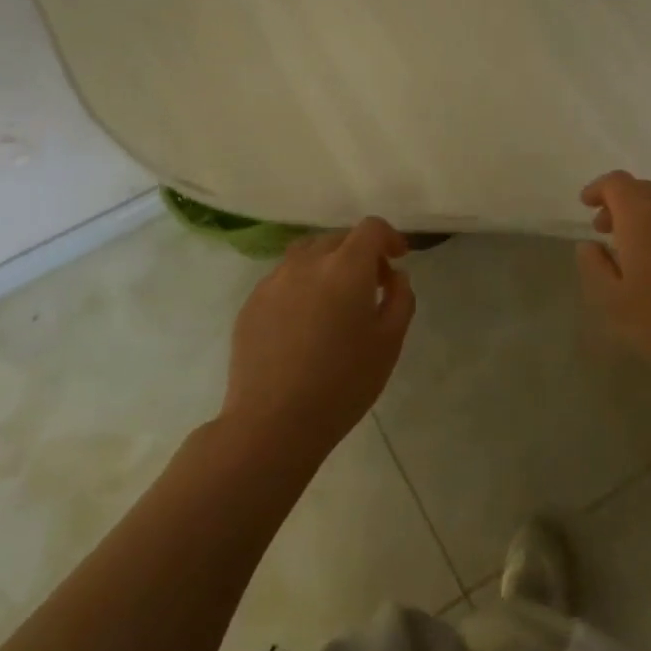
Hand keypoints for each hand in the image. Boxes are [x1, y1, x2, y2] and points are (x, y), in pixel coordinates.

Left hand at [225, 218, 415, 455]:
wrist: (273, 422)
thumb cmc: (343, 383)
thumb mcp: (389, 343)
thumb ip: (400, 299)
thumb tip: (394, 277)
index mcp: (346, 268)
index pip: (370, 228)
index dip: (389, 237)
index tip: (398, 259)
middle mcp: (306, 263)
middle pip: (338, 238)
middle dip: (360, 253)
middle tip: (373, 286)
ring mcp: (273, 281)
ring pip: (306, 255)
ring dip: (328, 265)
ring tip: (336, 300)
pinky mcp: (251, 303)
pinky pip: (283, 279)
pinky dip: (302, 285)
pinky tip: (305, 323)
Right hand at [576, 172, 650, 388]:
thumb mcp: (613, 301)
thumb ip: (594, 266)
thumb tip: (590, 245)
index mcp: (643, 216)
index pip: (617, 183)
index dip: (598, 189)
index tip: (586, 205)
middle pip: (644, 190)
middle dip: (620, 204)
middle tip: (605, 230)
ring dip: (647, 218)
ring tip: (636, 251)